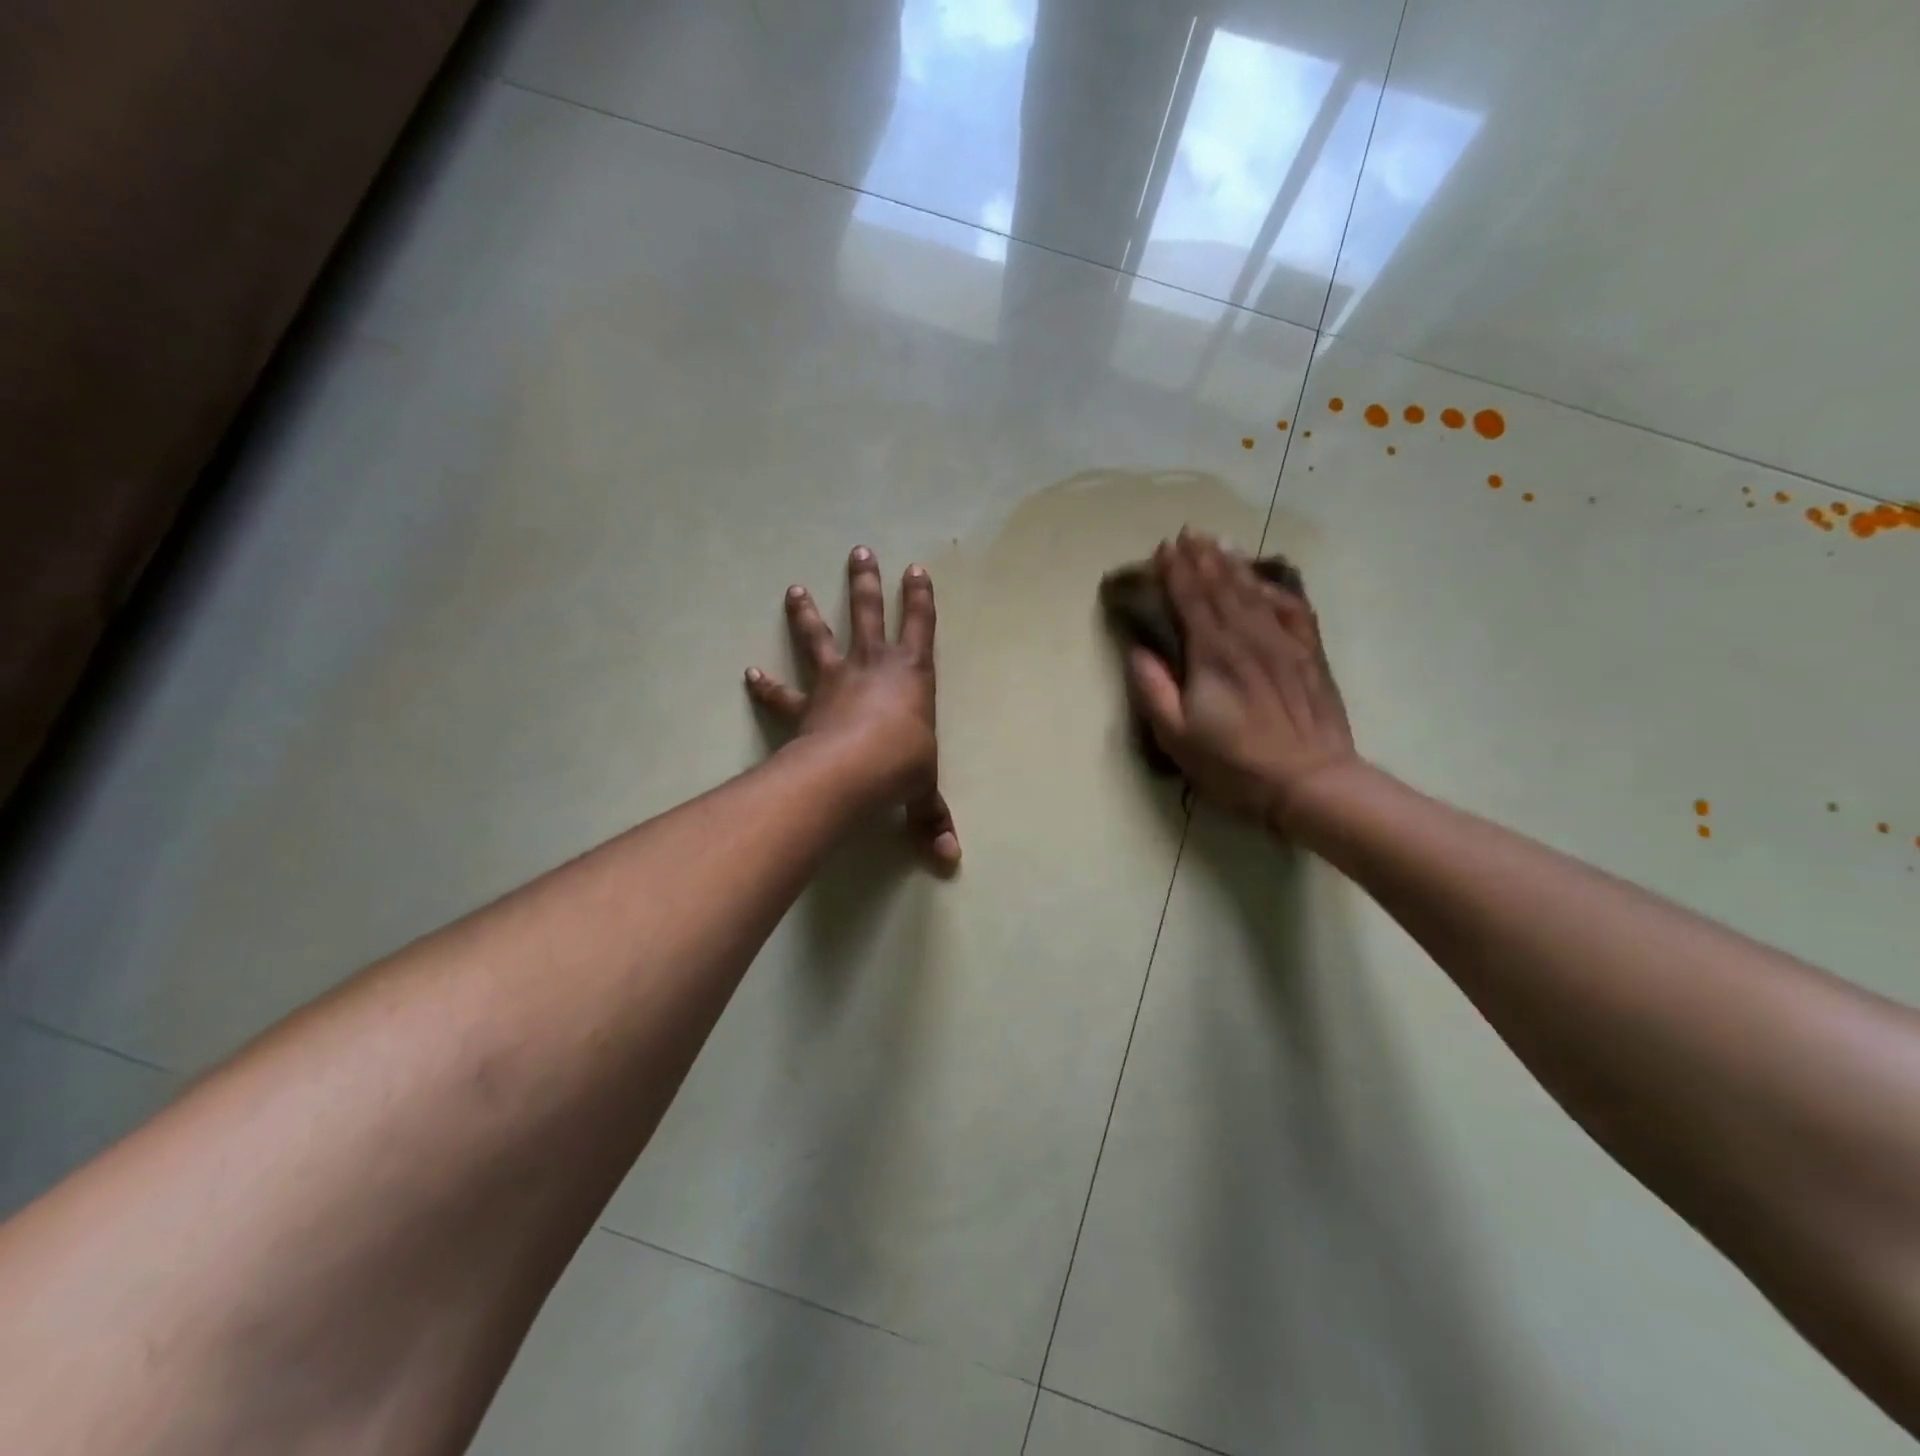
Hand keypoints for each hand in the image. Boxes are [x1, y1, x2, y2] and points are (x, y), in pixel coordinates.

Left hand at [746, 546, 959, 867]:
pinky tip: (749, 673)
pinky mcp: (806, 705)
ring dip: (808, 613)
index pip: (921, 627)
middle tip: (858, 551)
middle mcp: (873, 667)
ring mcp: (836, 681)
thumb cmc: (901, 767)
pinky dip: (765, 685)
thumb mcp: (924, 792)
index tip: (915, 568)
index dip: (920, 598)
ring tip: (793, 588)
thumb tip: (950, 862)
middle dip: (865, 583)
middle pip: (868, 614)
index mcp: (912, 675)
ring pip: (821, 638)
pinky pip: (783, 693)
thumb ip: (933, 821)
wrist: (852, 771)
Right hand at [1126, 530, 1357, 832]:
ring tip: (1219, 543)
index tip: (1163, 549)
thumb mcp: (1177, 737)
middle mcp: (1247, 637)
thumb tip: (1138, 650)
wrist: (1310, 781)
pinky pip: (1292, 609)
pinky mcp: (1308, 655)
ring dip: (1233, 565)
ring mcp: (1283, 643)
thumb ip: (1154, 690)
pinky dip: (1275, 588)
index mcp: (1212, 655)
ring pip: (1254, 592)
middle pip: (1221, 588)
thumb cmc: (1235, 764)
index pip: (1190, 600)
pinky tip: (1264, 580)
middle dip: (1202, 558)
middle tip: (1188, 533)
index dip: (1176, 572)